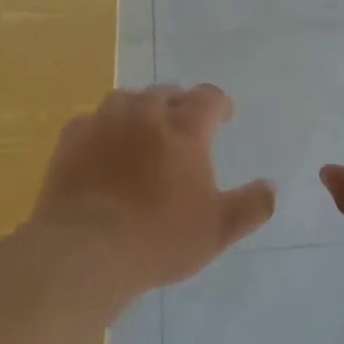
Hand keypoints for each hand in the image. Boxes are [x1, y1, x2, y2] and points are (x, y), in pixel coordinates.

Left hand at [32, 84, 274, 298]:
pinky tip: (103, 149)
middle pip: (167, 93)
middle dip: (179, 106)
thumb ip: (251, 206)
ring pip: (128, 99)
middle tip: (183, 130)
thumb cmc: (158, 238)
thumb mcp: (218, 229)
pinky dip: (103, 129)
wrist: (85, 249)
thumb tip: (270, 187)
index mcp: (184, 126)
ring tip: (143, 133)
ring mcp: (105, 120)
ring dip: (140, 110)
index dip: (219, 105)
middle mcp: (145, 112)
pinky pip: (92, 120)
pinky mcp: (72, 137)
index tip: (223, 118)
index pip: (208, 97)